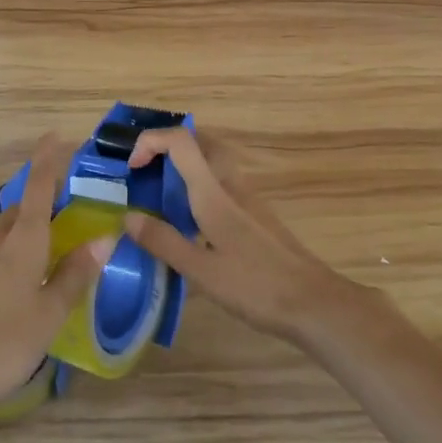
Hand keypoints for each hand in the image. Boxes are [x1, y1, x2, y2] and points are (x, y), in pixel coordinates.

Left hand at [0, 134, 113, 413]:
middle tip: (63, 201)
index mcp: (23, 244)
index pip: (37, 190)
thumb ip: (75, 274)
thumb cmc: (6, 341)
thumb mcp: (51, 311)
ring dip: (25, 227)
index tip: (55, 137)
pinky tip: (22, 282)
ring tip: (48, 242)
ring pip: (4, 234)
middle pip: (19, 210)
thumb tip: (103, 238)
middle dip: (38, 197)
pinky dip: (13, 254)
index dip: (47, 162)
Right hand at [123, 128, 360, 346]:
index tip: (132, 167)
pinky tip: (190, 221)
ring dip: (184, 164)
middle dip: (168, 145)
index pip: (181, 141)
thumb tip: (128, 217)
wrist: (312, 301)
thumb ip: (164, 242)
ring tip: (161, 195)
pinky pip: (221, 181)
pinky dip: (199, 185)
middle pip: (200, 140)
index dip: (152, 141)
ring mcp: (247, 197)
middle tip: (146, 171)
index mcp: (214, 192)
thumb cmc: (255, 286)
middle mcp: (230, 184)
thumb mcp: (202, 272)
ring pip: (212, 160)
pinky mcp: (255, 213)